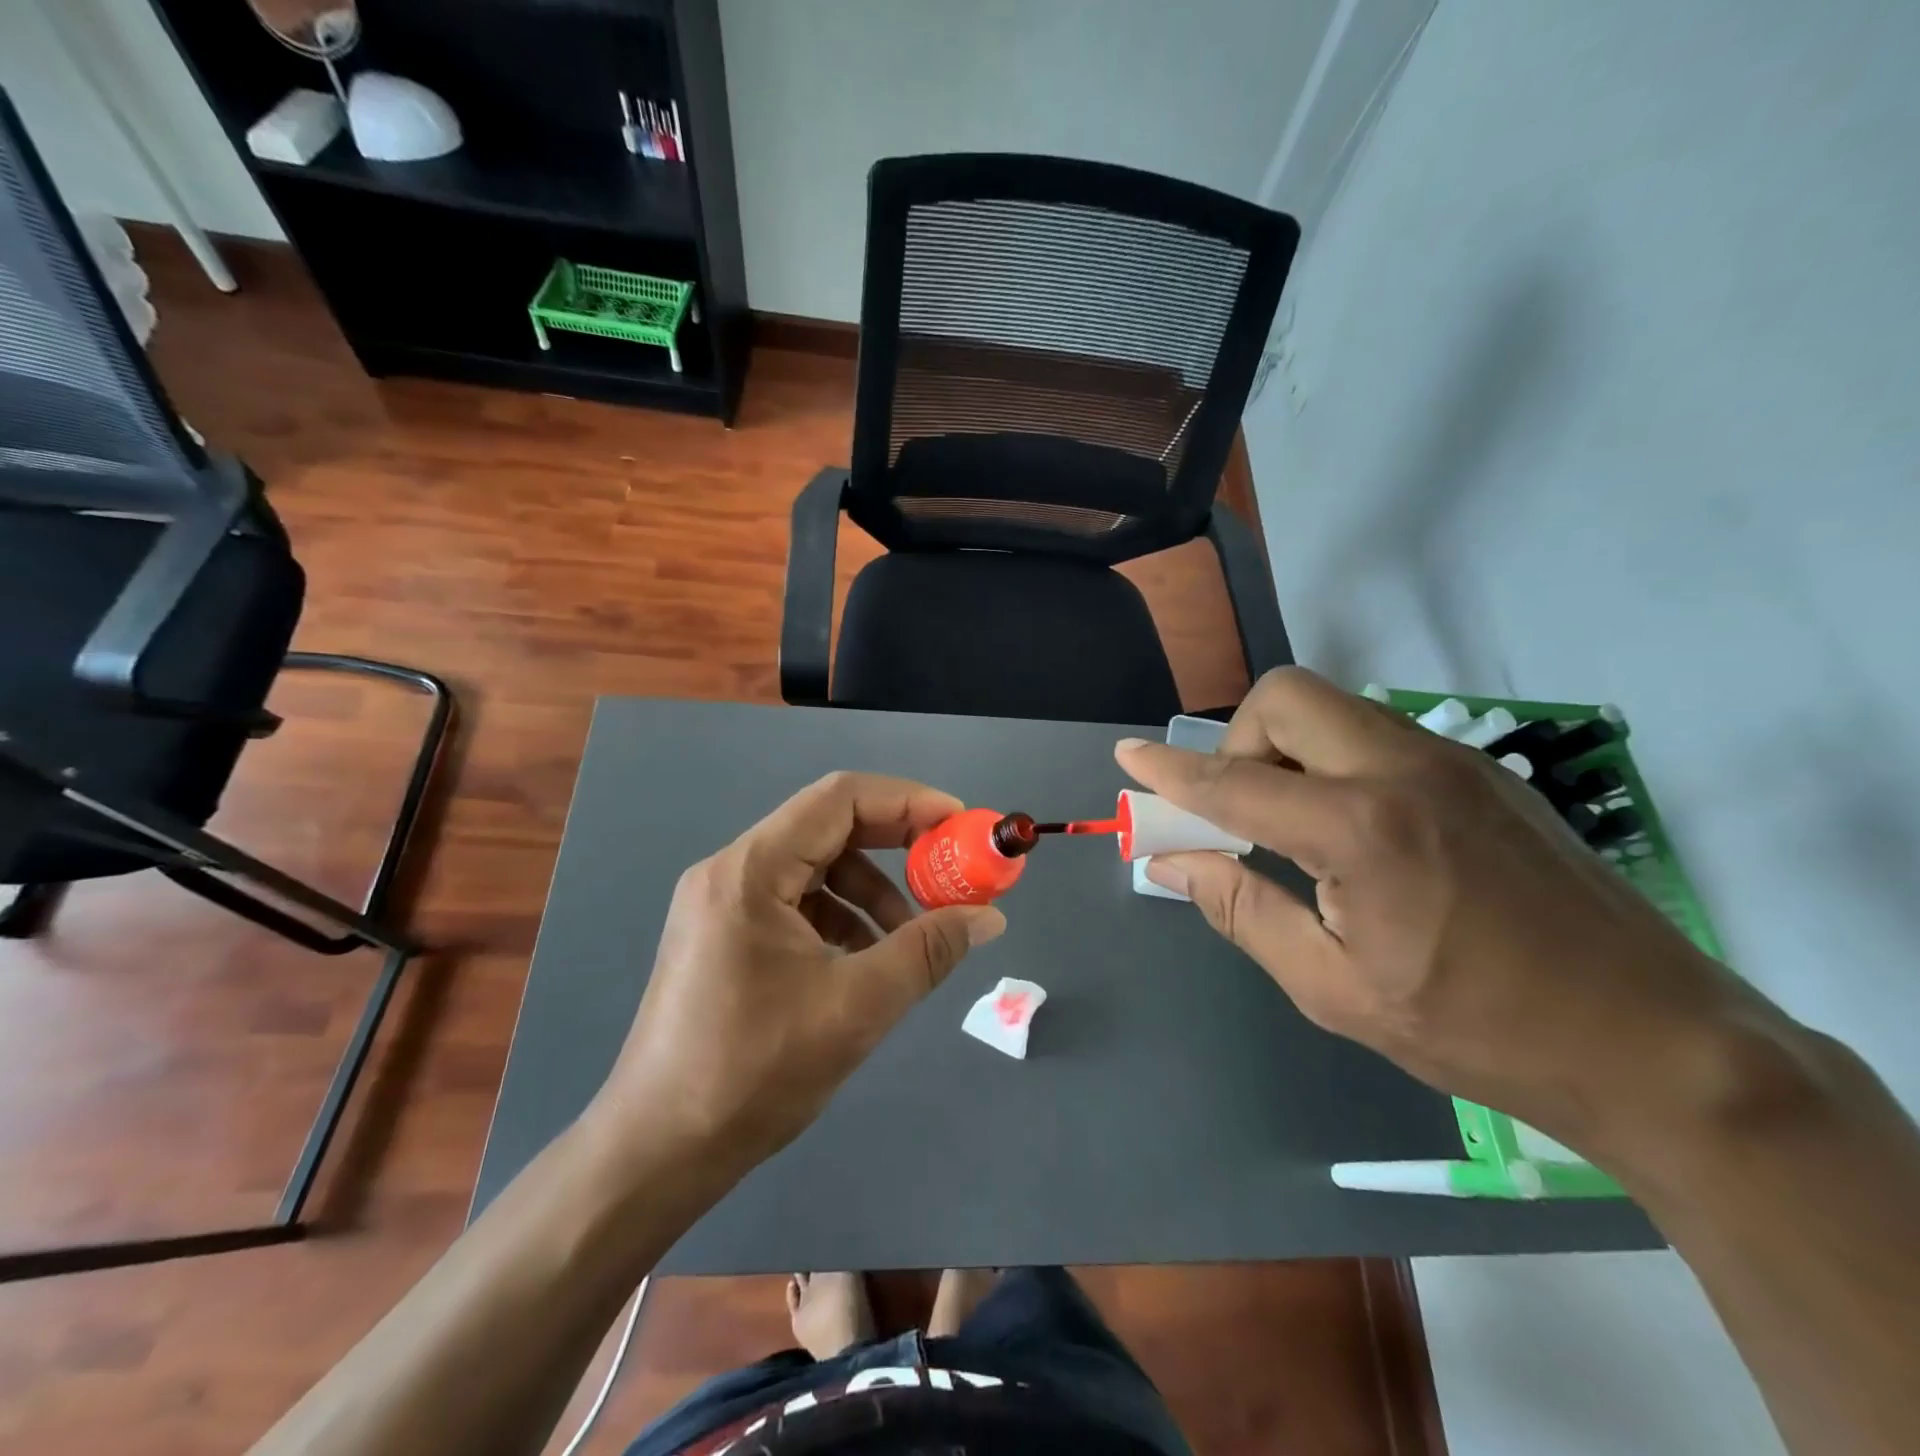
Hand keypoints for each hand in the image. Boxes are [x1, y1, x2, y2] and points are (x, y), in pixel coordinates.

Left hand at [586, 772, 1005, 1179]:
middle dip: (896, 846)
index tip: (960, 824)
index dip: (907, 801)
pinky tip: (866, 960)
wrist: (657, 1153)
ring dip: (872, 891)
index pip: (840, 798)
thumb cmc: (753, 1072)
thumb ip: (928, 951)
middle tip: (950, 871)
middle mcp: (731, 871)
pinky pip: (797, 903)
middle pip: (829, 828)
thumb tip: (989, 917)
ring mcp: (723, 904)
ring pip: (816, 868)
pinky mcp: (725, 936)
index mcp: (751, 870)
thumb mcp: (857, 1006)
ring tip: (910, 937)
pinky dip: (842, 918)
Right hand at [1117, 668, 1765, 1150]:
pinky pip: (1376, 735)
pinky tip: (1357, 832)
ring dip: (1288, 749)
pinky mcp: (1481, 771)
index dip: (1170, 769)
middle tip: (1244, 809)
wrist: (1651, 1040)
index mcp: (1358, 829)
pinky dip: (1335, 761)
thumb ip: (1242, 910)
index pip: (1233, 781)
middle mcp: (1401, 770)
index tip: (1128, 754)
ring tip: (1297, 826)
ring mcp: (1450, 761)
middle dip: (1240, 740)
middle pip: (1286, 697)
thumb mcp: (1332, 988)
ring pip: (1334, 708)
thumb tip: (1174, 864)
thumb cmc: (1474, 1027)